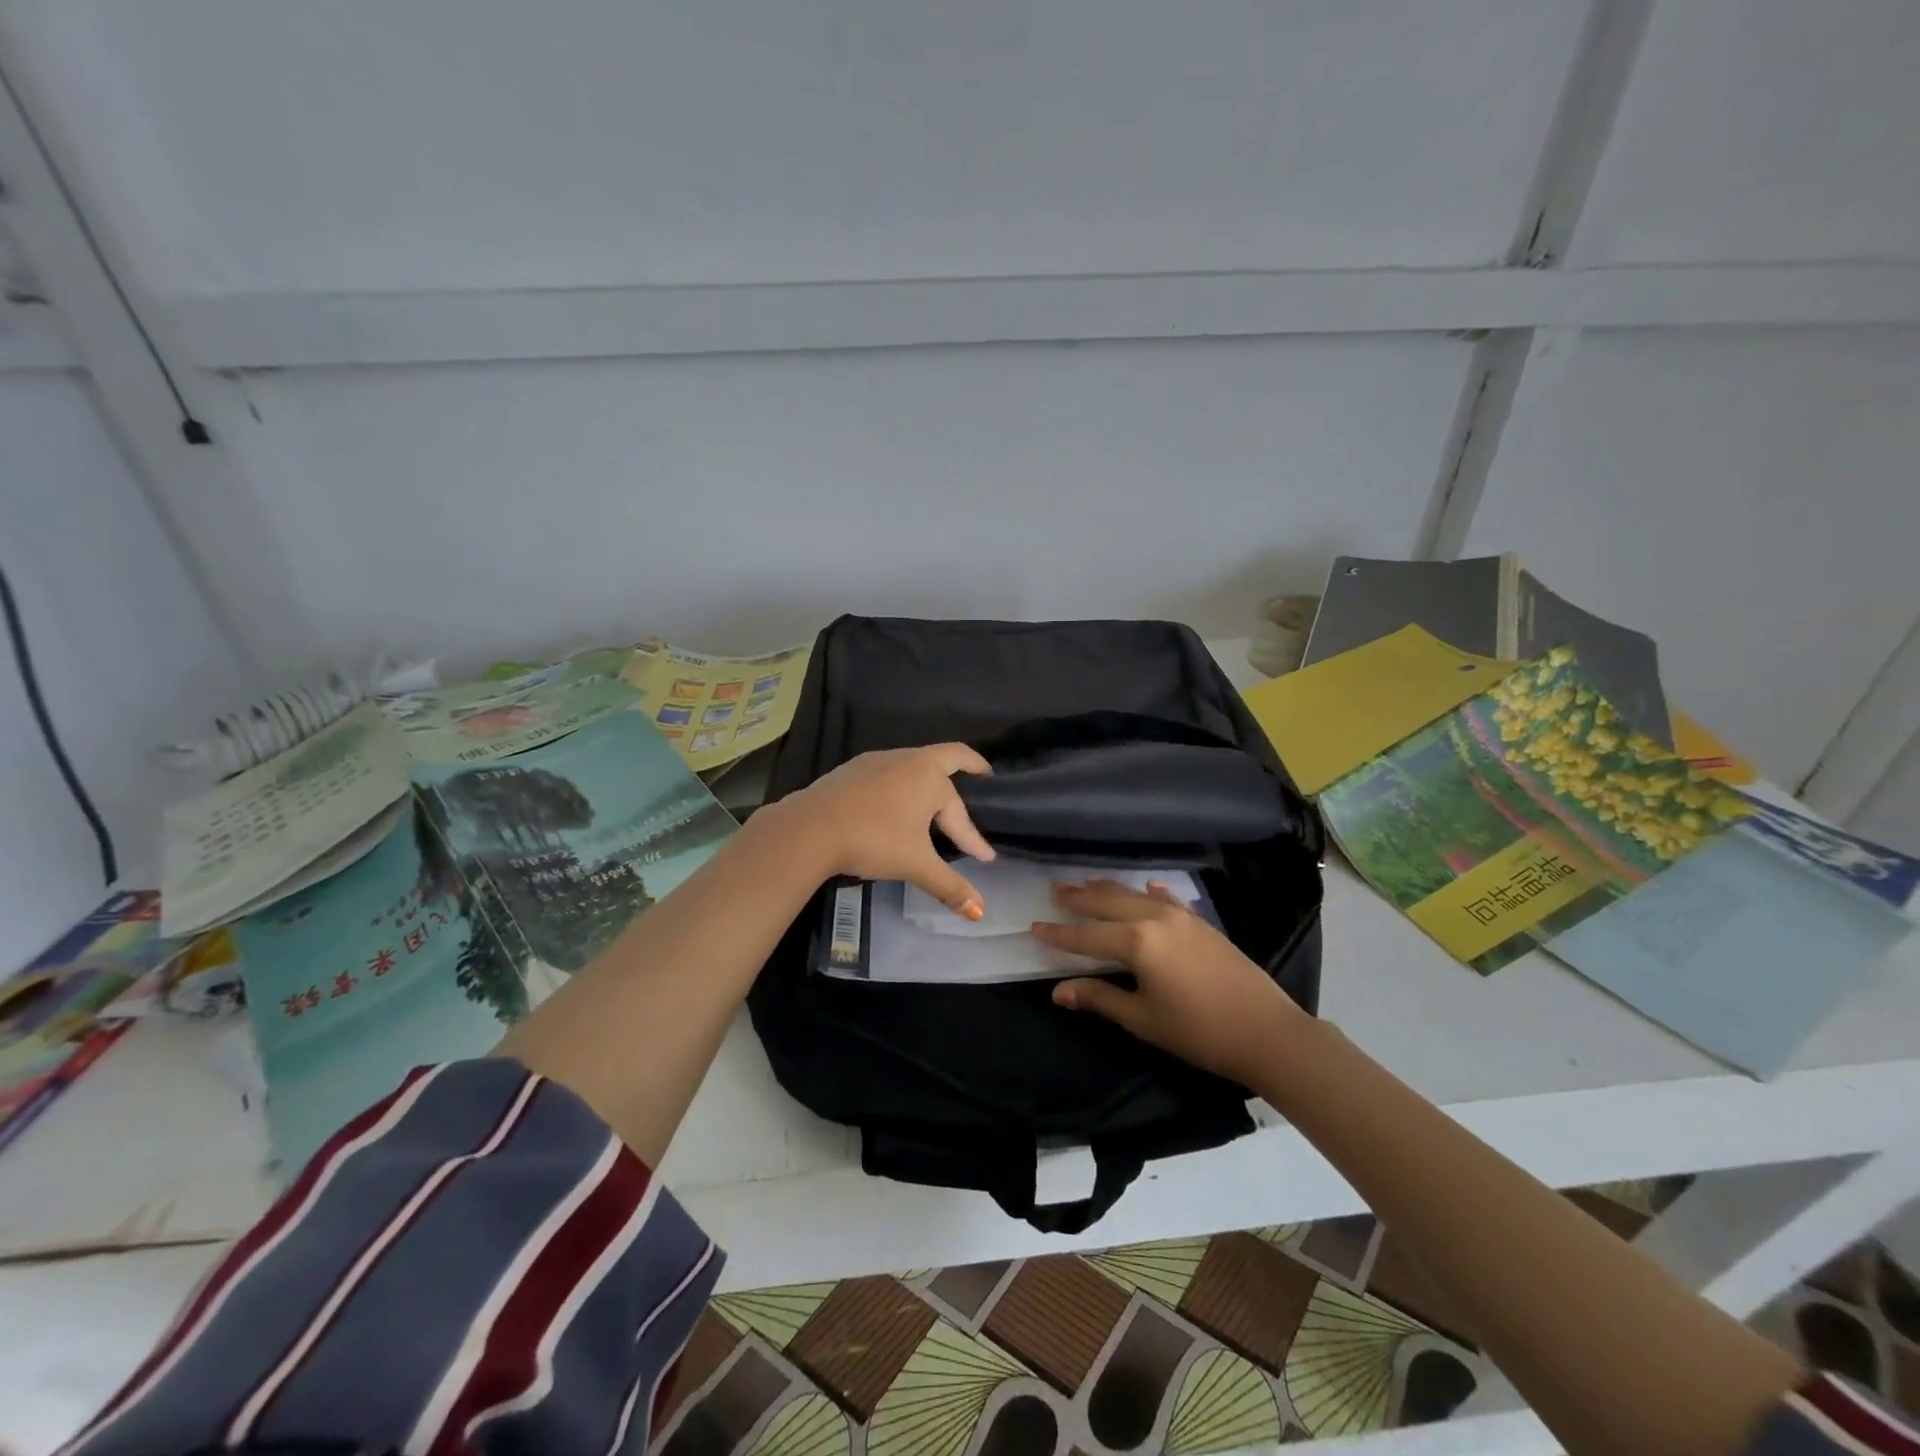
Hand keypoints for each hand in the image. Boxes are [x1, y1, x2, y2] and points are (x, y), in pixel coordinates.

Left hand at [772, 744, 995, 915]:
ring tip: (933, 804)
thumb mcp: (916, 864)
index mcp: (929, 775)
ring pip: (913, 768)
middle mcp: (906, 759)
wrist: (809, 828)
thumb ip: (949, 886)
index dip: (974, 836)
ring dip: (928, 784)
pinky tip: (892, 807)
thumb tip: (980, 913)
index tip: (985, 857)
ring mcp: (876, 761)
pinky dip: (900, 788)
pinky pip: (887, 774)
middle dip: (964, 773)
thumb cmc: (873, 839)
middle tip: (978, 783)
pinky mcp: (851, 770)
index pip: (961, 808)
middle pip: (944, 762)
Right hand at [1034, 881, 1306, 1084]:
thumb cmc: (1199, 1031)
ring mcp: (1181, 916)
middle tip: (1055, 890)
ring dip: (1109, 890)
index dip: (1059, 933)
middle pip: (1108, 904)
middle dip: (1080, 899)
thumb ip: (1100, 998)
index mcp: (1136, 941)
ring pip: (1135, 895)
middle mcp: (1155, 918)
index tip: (1033, 926)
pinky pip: (1168, 899)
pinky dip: (1151, 892)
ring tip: (1087, 883)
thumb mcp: (1143, 1019)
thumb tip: (1058, 991)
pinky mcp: (1202, 923)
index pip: (1086, 936)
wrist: (1267, 1031)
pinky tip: (1148, 886)